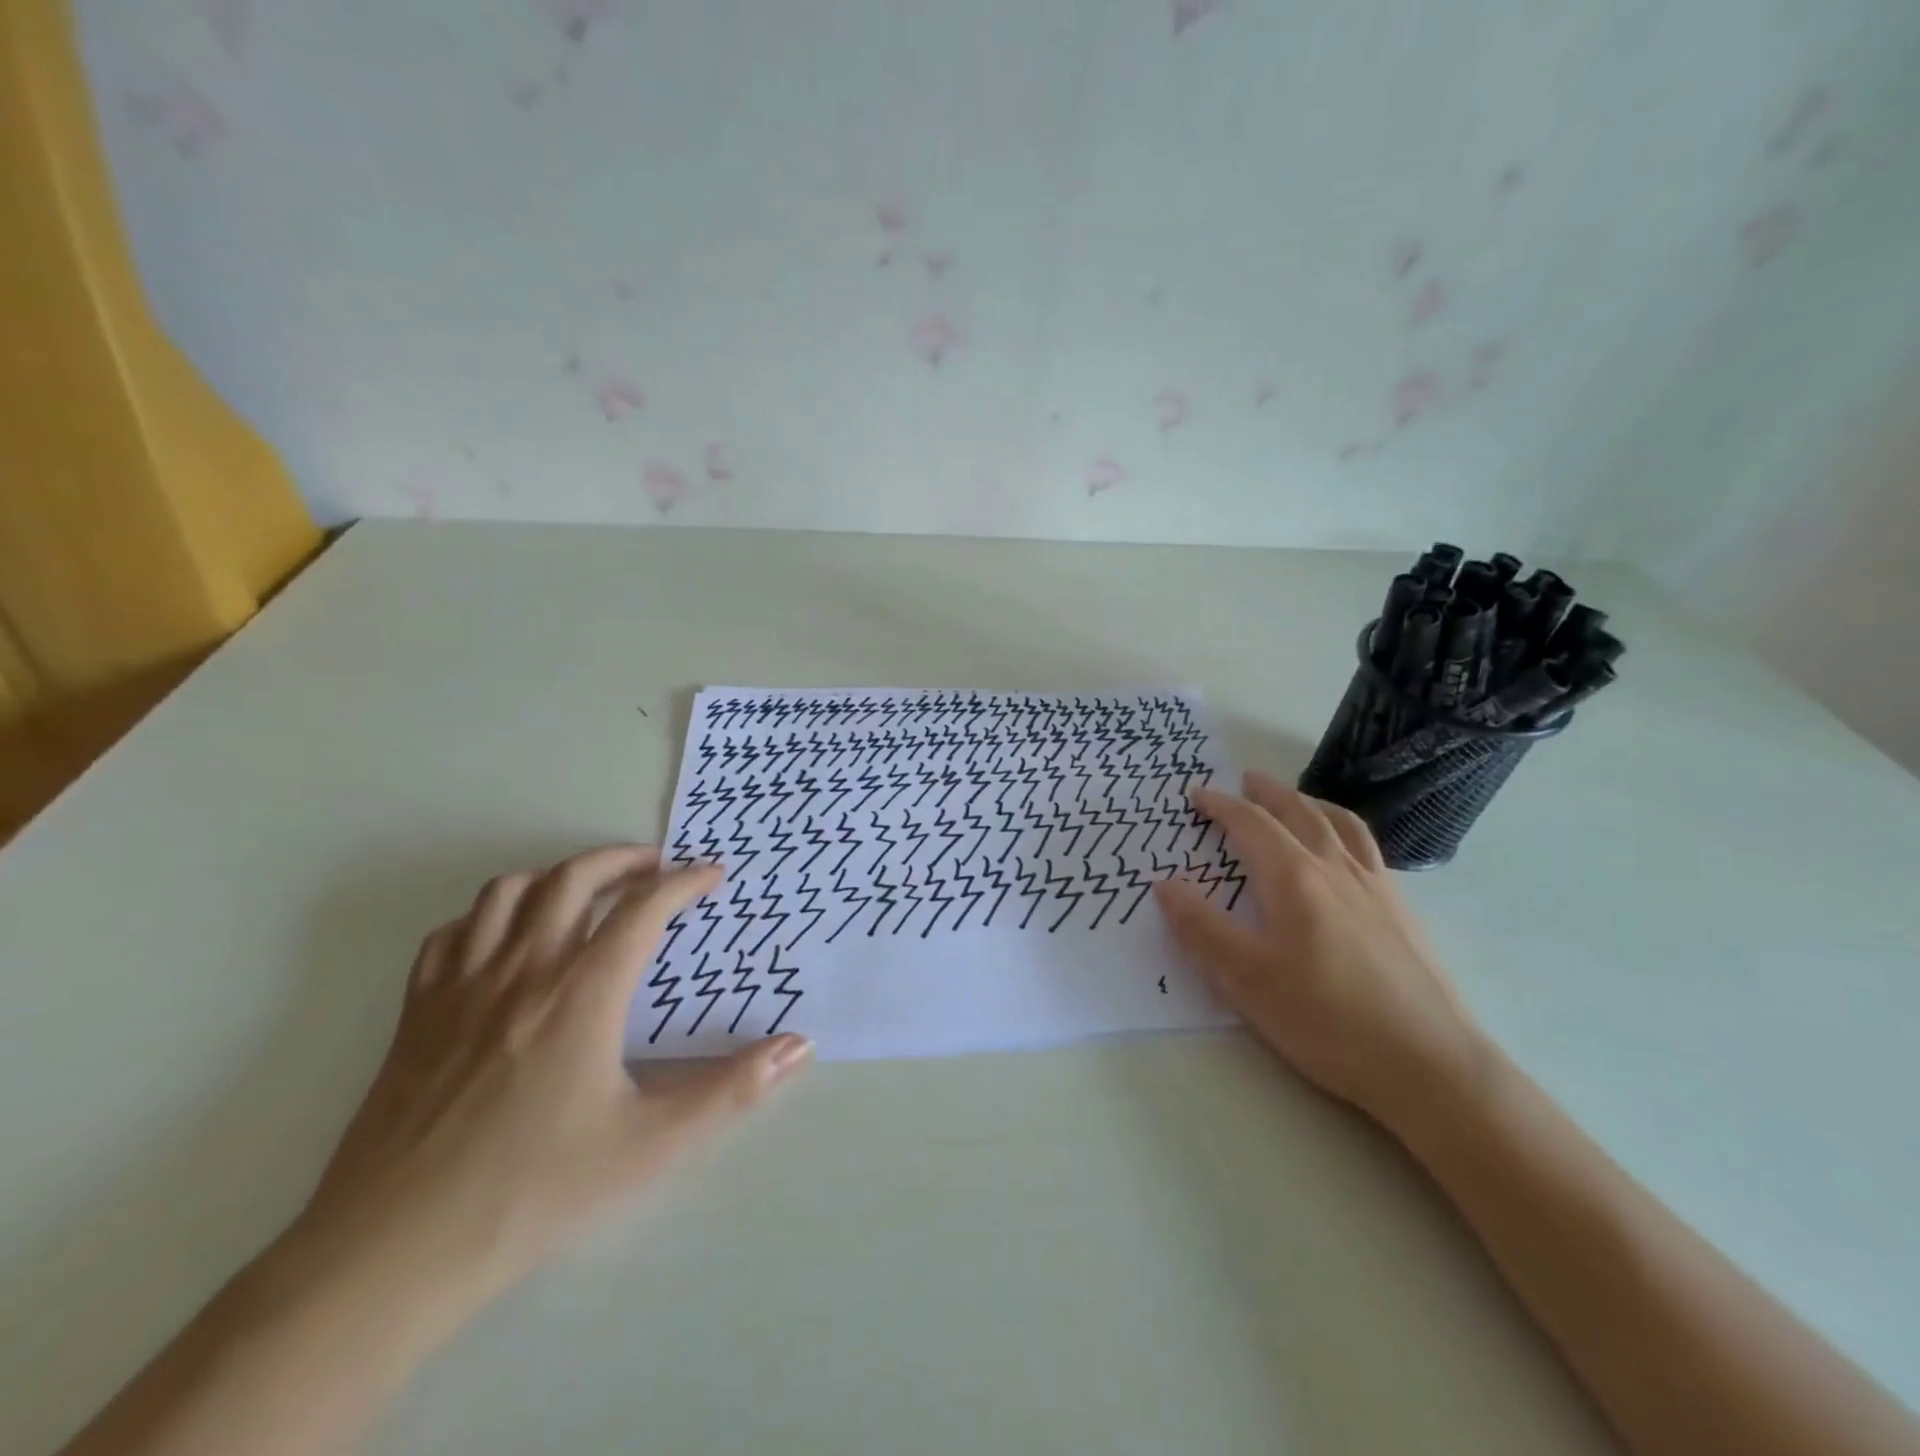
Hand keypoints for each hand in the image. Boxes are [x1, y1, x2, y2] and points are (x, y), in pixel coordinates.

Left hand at [287, 846, 811, 1343]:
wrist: (391, 1253)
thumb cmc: (534, 1190)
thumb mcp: (651, 1144)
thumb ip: (732, 1090)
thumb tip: (800, 1046)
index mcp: (583, 993)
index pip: (643, 908)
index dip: (684, 882)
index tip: (712, 875)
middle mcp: (523, 970)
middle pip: (574, 877)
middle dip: (623, 860)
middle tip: (656, 867)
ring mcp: (462, 986)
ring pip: (509, 891)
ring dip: (557, 875)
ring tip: (587, 890)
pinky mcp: (416, 1012)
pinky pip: (454, 932)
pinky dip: (489, 914)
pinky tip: (507, 938)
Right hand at [1153, 772, 1487, 1133]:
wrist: (1429, 1064)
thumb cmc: (1325, 1019)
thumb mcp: (1245, 978)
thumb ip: (1201, 928)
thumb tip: (1164, 885)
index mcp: (1294, 878)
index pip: (1251, 825)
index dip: (1221, 806)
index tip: (1198, 795)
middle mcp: (1336, 869)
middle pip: (1299, 812)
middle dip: (1268, 792)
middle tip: (1246, 779)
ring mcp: (1376, 887)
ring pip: (1340, 825)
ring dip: (1310, 802)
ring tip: (1296, 799)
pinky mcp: (1403, 911)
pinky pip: (1368, 848)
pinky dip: (1344, 830)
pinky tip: (1344, 852)